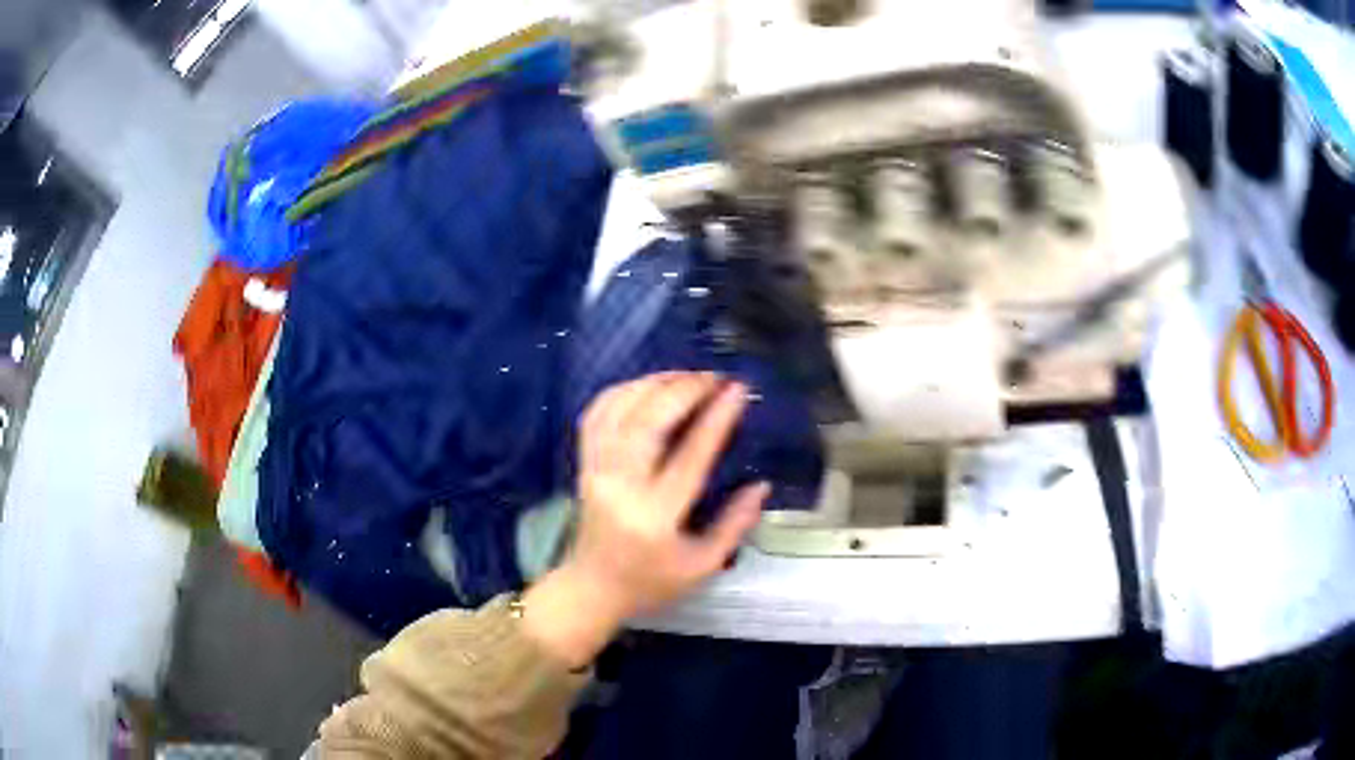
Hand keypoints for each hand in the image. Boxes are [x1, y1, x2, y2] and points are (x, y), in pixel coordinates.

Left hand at [520, 372, 767, 668]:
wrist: (592, 589)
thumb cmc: (651, 582)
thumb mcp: (702, 566)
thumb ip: (734, 525)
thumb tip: (762, 484)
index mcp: (655, 515)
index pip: (689, 456)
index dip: (716, 418)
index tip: (738, 390)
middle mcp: (620, 486)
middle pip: (647, 421)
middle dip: (683, 389)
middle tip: (714, 377)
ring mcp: (596, 471)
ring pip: (619, 410)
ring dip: (654, 383)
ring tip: (687, 376)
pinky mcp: (583, 464)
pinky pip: (596, 414)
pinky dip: (622, 391)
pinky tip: (647, 386)